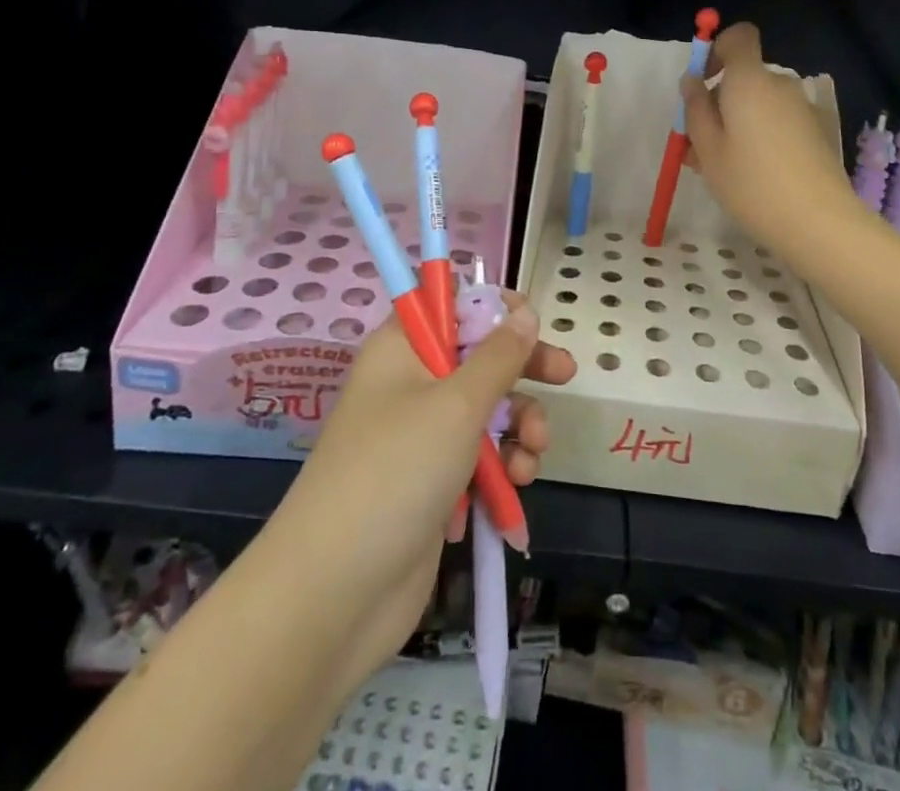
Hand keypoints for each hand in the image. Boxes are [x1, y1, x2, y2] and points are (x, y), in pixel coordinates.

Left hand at [261, 295, 574, 701]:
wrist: (334, 595)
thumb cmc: (396, 472)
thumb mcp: (457, 404)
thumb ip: (499, 356)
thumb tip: (523, 312)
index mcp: (402, 349)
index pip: (448, 303)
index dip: (491, 306)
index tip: (530, 320)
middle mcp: (410, 384)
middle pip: (478, 356)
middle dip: (523, 367)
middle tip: (565, 373)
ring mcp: (420, 437)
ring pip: (487, 410)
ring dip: (519, 427)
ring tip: (531, 457)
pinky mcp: (433, 484)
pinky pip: (480, 457)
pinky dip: (502, 467)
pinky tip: (513, 491)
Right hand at [681, 21, 871, 271]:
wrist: (818, 222)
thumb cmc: (751, 182)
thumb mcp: (708, 148)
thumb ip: (696, 108)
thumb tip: (693, 80)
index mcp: (750, 80)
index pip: (739, 37)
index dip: (717, 50)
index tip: (702, 83)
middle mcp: (779, 85)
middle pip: (745, 77)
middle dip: (719, 101)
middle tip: (698, 144)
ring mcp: (801, 108)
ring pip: (758, 104)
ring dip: (736, 123)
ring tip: (718, 167)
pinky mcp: (814, 132)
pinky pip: (776, 121)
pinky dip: (758, 136)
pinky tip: (749, 175)